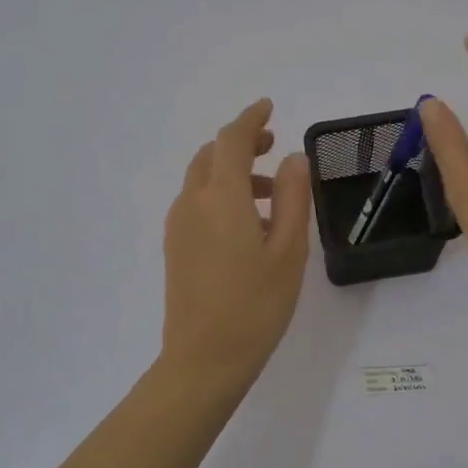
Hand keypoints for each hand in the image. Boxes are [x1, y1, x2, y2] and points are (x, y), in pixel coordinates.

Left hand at [161, 98, 311, 395]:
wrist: (204, 359)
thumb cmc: (255, 305)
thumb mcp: (288, 250)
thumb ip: (292, 197)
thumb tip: (293, 158)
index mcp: (221, 198)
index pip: (231, 140)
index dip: (250, 119)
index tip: (269, 108)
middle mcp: (192, 203)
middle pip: (211, 155)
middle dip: (240, 143)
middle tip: (271, 147)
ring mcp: (178, 226)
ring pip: (201, 179)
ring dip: (231, 172)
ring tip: (270, 194)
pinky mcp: (174, 247)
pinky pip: (196, 203)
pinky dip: (220, 194)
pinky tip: (247, 223)